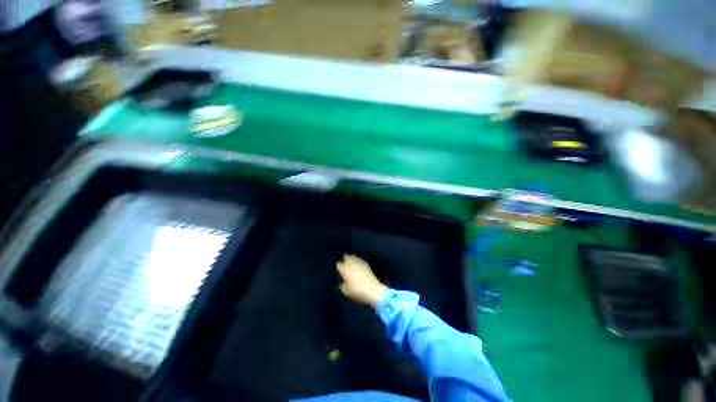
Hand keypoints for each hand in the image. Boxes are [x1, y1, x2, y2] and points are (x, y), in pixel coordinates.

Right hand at [336, 255, 386, 307]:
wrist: (372, 289)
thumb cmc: (358, 291)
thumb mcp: (347, 292)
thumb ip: (343, 287)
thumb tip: (341, 284)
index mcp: (346, 271)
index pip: (340, 265)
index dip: (339, 266)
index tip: (339, 266)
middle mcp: (352, 265)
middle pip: (347, 258)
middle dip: (345, 258)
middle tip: (344, 258)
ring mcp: (359, 264)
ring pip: (353, 258)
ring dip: (351, 257)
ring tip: (350, 257)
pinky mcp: (365, 265)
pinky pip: (359, 260)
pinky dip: (358, 260)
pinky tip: (358, 260)